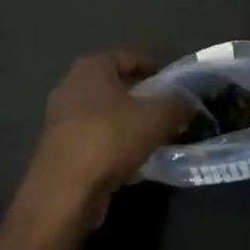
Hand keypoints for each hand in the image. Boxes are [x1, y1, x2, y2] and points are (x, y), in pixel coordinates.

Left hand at [20, 50, 191, 228]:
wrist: (65, 192)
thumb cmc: (109, 139)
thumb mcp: (156, 117)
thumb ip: (177, 104)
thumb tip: (189, 104)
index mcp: (91, 68)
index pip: (129, 57)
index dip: (155, 68)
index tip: (176, 84)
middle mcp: (71, 87)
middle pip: (117, 87)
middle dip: (144, 99)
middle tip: (169, 112)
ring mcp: (62, 119)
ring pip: (107, 115)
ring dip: (131, 125)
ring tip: (157, 139)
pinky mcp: (61, 149)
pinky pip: (97, 140)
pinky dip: (116, 146)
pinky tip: (136, 163)